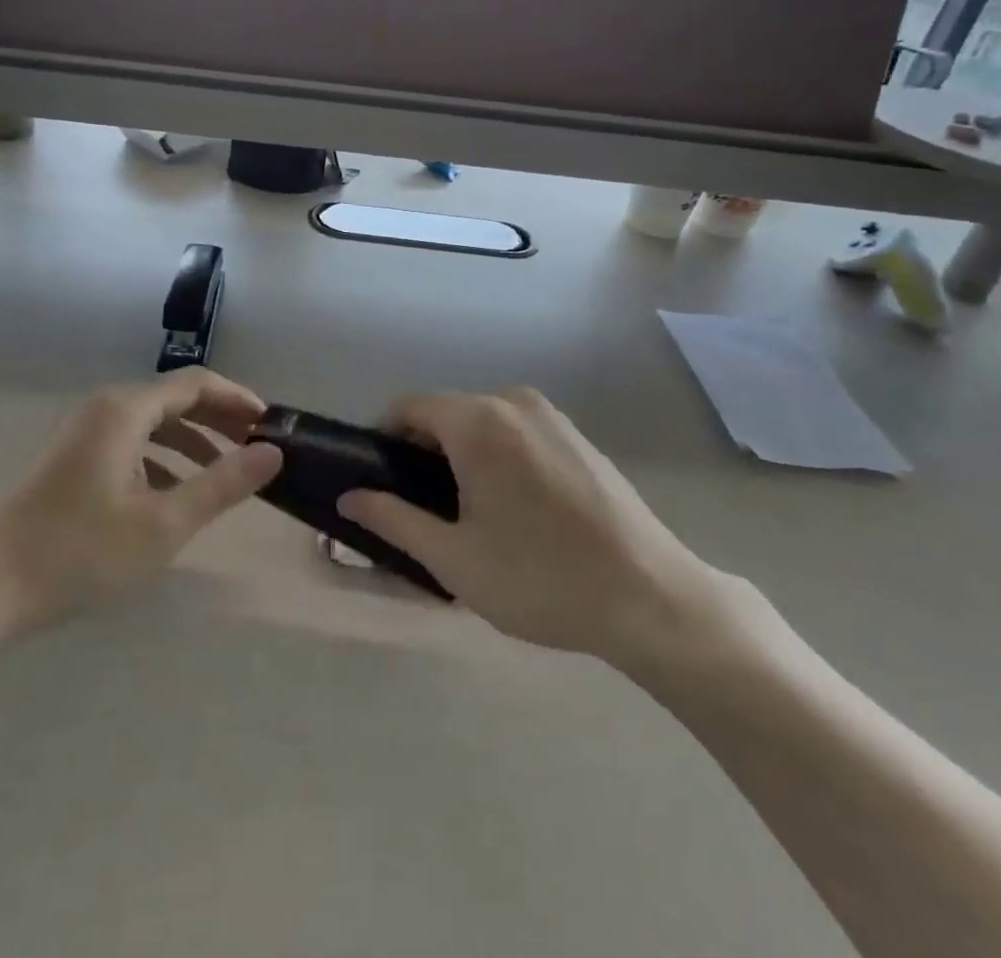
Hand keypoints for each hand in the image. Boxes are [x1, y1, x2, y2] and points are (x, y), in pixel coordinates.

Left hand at [0, 370, 282, 633]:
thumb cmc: (80, 552)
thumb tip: (272, 452)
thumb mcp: (164, 523)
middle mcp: (105, 408)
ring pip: (153, 424)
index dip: (239, 400)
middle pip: (175, 399)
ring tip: (225, 472)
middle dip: (219, 420)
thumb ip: (222, 484)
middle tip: (256, 448)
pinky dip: (163, 459)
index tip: (272, 426)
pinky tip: (175, 493)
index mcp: (126, 410)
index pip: (197, 384)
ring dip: (193, 441)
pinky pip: (131, 444)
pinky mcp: (72, 459)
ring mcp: (84, 433)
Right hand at [338, 389, 734, 673]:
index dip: (384, 438)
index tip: (379, 483)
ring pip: (482, 423)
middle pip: (446, 413)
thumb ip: (393, 519)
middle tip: (422, 510)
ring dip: (461, 455)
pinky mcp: (577, 436)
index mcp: (478, 422)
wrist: (652, 598)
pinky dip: (498, 455)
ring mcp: (551, 416)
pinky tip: (515, 508)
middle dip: (423, 452)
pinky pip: (517, 432)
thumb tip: (349, 497)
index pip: (408, 407)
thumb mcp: (454, 558)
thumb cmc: (541, 579)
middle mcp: (512, 402)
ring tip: (468, 514)